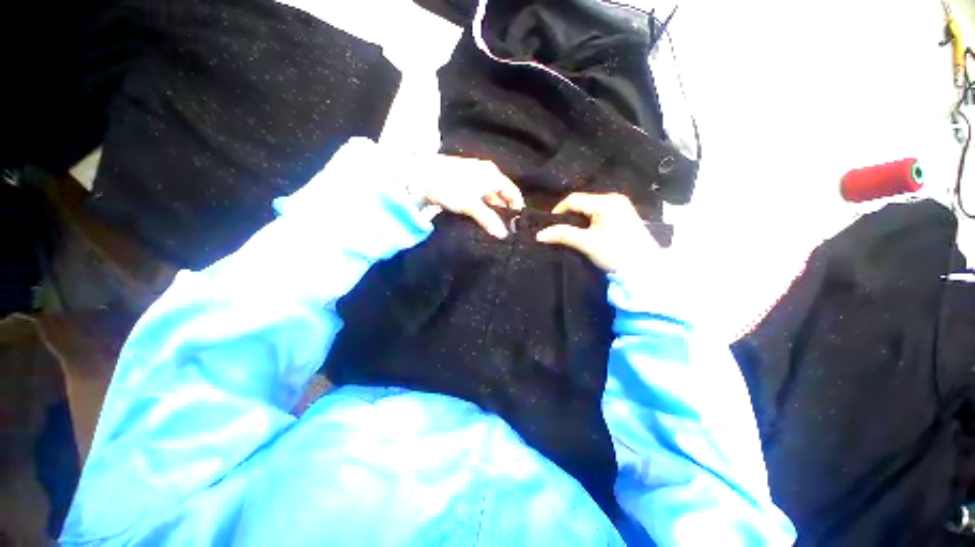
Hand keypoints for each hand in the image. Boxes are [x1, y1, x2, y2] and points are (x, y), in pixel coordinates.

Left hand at [408, 155, 523, 237]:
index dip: (517, 208)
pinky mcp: (464, 183)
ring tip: (492, 226)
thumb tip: (503, 235)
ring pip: (489, 196)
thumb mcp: (471, 205)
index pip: (513, 192)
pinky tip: (479, 218)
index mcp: (493, 175)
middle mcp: (487, 173)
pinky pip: (478, 196)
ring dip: (491, 210)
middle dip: (503, 211)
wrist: (421, 175)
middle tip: (504, 228)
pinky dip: (481, 207)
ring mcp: (475, 177)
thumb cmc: (450, 187)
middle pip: (502, 195)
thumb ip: (488, 219)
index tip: (517, 224)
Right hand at [536, 193, 657, 272]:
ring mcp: (620, 207)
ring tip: (570, 235)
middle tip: (558, 232)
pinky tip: (585, 235)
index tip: (549, 227)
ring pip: (589, 210)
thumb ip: (563, 235)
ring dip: (577, 221)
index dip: (558, 211)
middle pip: (582, 203)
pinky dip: (588, 223)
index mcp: (607, 202)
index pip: (574, 200)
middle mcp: (614, 199)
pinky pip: (598, 215)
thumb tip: (539, 234)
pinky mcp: (623, 217)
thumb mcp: (587, 243)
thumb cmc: (617, 253)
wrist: (646, 269)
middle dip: (568, 217)